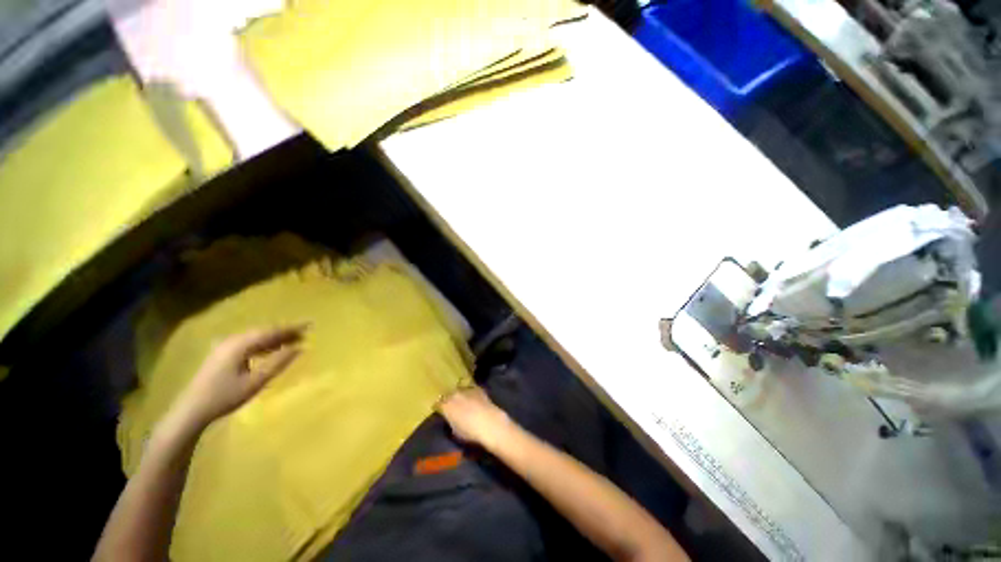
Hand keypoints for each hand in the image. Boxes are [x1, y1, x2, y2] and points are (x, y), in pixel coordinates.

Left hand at [173, 325, 306, 428]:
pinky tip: (270, 351)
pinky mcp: (221, 355)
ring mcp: (224, 347)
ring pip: (255, 337)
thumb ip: (278, 362)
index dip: (292, 328)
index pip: (271, 331)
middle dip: (284, 332)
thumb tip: (299, 348)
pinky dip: (263, 345)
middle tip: (303, 334)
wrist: (191, 410)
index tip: (310, 324)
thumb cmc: (225, 396)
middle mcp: (232, 340)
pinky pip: (248, 343)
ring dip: (274, 339)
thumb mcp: (256, 381)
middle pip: (263, 332)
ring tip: (291, 342)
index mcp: (240, 344)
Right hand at [438, 386, 512, 447]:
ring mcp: (466, 390)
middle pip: (448, 395)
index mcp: (446, 406)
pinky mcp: (477, 388)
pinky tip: (474, 400)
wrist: (489, 423)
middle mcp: (454, 394)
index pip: (438, 404)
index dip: (439, 408)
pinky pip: (471, 390)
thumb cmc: (470, 432)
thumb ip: (450, 420)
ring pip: (459, 391)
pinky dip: (471, 394)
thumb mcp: (454, 431)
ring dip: (460, 396)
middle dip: (449, 400)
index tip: (441, 412)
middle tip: (452, 407)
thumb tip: (450, 417)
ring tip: (464, 402)